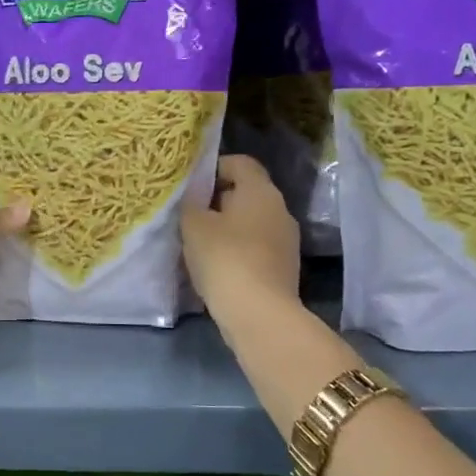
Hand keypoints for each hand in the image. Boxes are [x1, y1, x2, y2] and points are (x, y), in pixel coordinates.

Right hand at [181, 154, 300, 324]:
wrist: (258, 313)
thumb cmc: (224, 258)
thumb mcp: (193, 225)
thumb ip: (191, 203)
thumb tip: (196, 195)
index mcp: (260, 191)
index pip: (241, 162)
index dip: (214, 167)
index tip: (191, 185)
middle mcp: (280, 209)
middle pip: (246, 193)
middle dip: (217, 200)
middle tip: (189, 215)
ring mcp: (286, 240)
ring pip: (251, 222)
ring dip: (226, 227)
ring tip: (198, 243)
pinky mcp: (283, 267)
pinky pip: (256, 247)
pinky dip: (237, 250)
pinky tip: (216, 266)